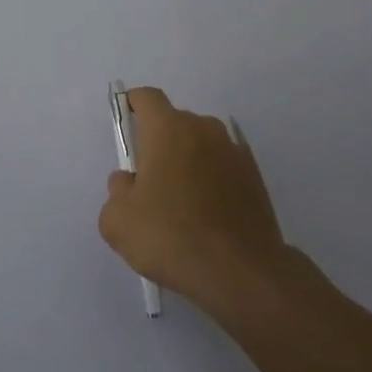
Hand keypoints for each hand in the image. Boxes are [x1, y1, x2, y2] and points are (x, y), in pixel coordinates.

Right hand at [99, 87, 299, 313]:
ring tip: (180, 203)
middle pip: (174, 122)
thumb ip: (116, 191)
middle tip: (149, 181)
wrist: (242, 273)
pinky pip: (223, 168)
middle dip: (159, 143)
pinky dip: (212, 181)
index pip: (147, 98)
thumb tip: (129, 181)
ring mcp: (234, 152)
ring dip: (188, 161)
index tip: (125, 127)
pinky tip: (206, 215)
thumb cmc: (171, 236)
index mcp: (168, 128)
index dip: (132, 106)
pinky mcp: (256, 178)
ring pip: (201, 145)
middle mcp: (204, 129)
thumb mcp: (118, 221)